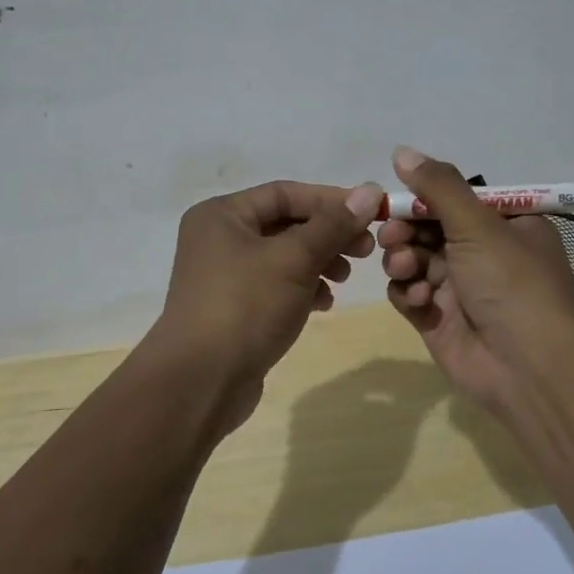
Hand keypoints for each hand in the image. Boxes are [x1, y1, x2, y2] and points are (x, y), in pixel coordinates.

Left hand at [151, 179, 384, 428]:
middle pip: (285, 223)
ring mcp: (224, 276)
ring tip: (345, 278)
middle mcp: (218, 238)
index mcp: (222, 215)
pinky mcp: (234, 308)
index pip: (285, 193)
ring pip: (284, 256)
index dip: (331, 200)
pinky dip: (303, 288)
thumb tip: (370, 191)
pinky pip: (276, 285)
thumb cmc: (245, 307)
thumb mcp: (294, 259)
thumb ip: (332, 225)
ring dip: (320, 261)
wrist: (201, 382)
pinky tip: (325, 303)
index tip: (372, 213)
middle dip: (328, 234)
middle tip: (367, 250)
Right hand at [377, 147, 573, 418]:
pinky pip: (409, 294)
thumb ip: (438, 187)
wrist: (528, 367)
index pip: (455, 200)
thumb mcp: (478, 225)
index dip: (424, 199)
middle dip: (406, 230)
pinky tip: (419, 300)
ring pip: (413, 260)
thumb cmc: (511, 283)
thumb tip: (402, 151)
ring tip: (405, 267)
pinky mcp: (439, 319)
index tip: (399, 198)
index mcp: (505, 226)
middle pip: (428, 229)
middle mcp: (484, 254)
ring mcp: (459, 289)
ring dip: (403, 260)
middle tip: (393, 234)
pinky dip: (408, 293)